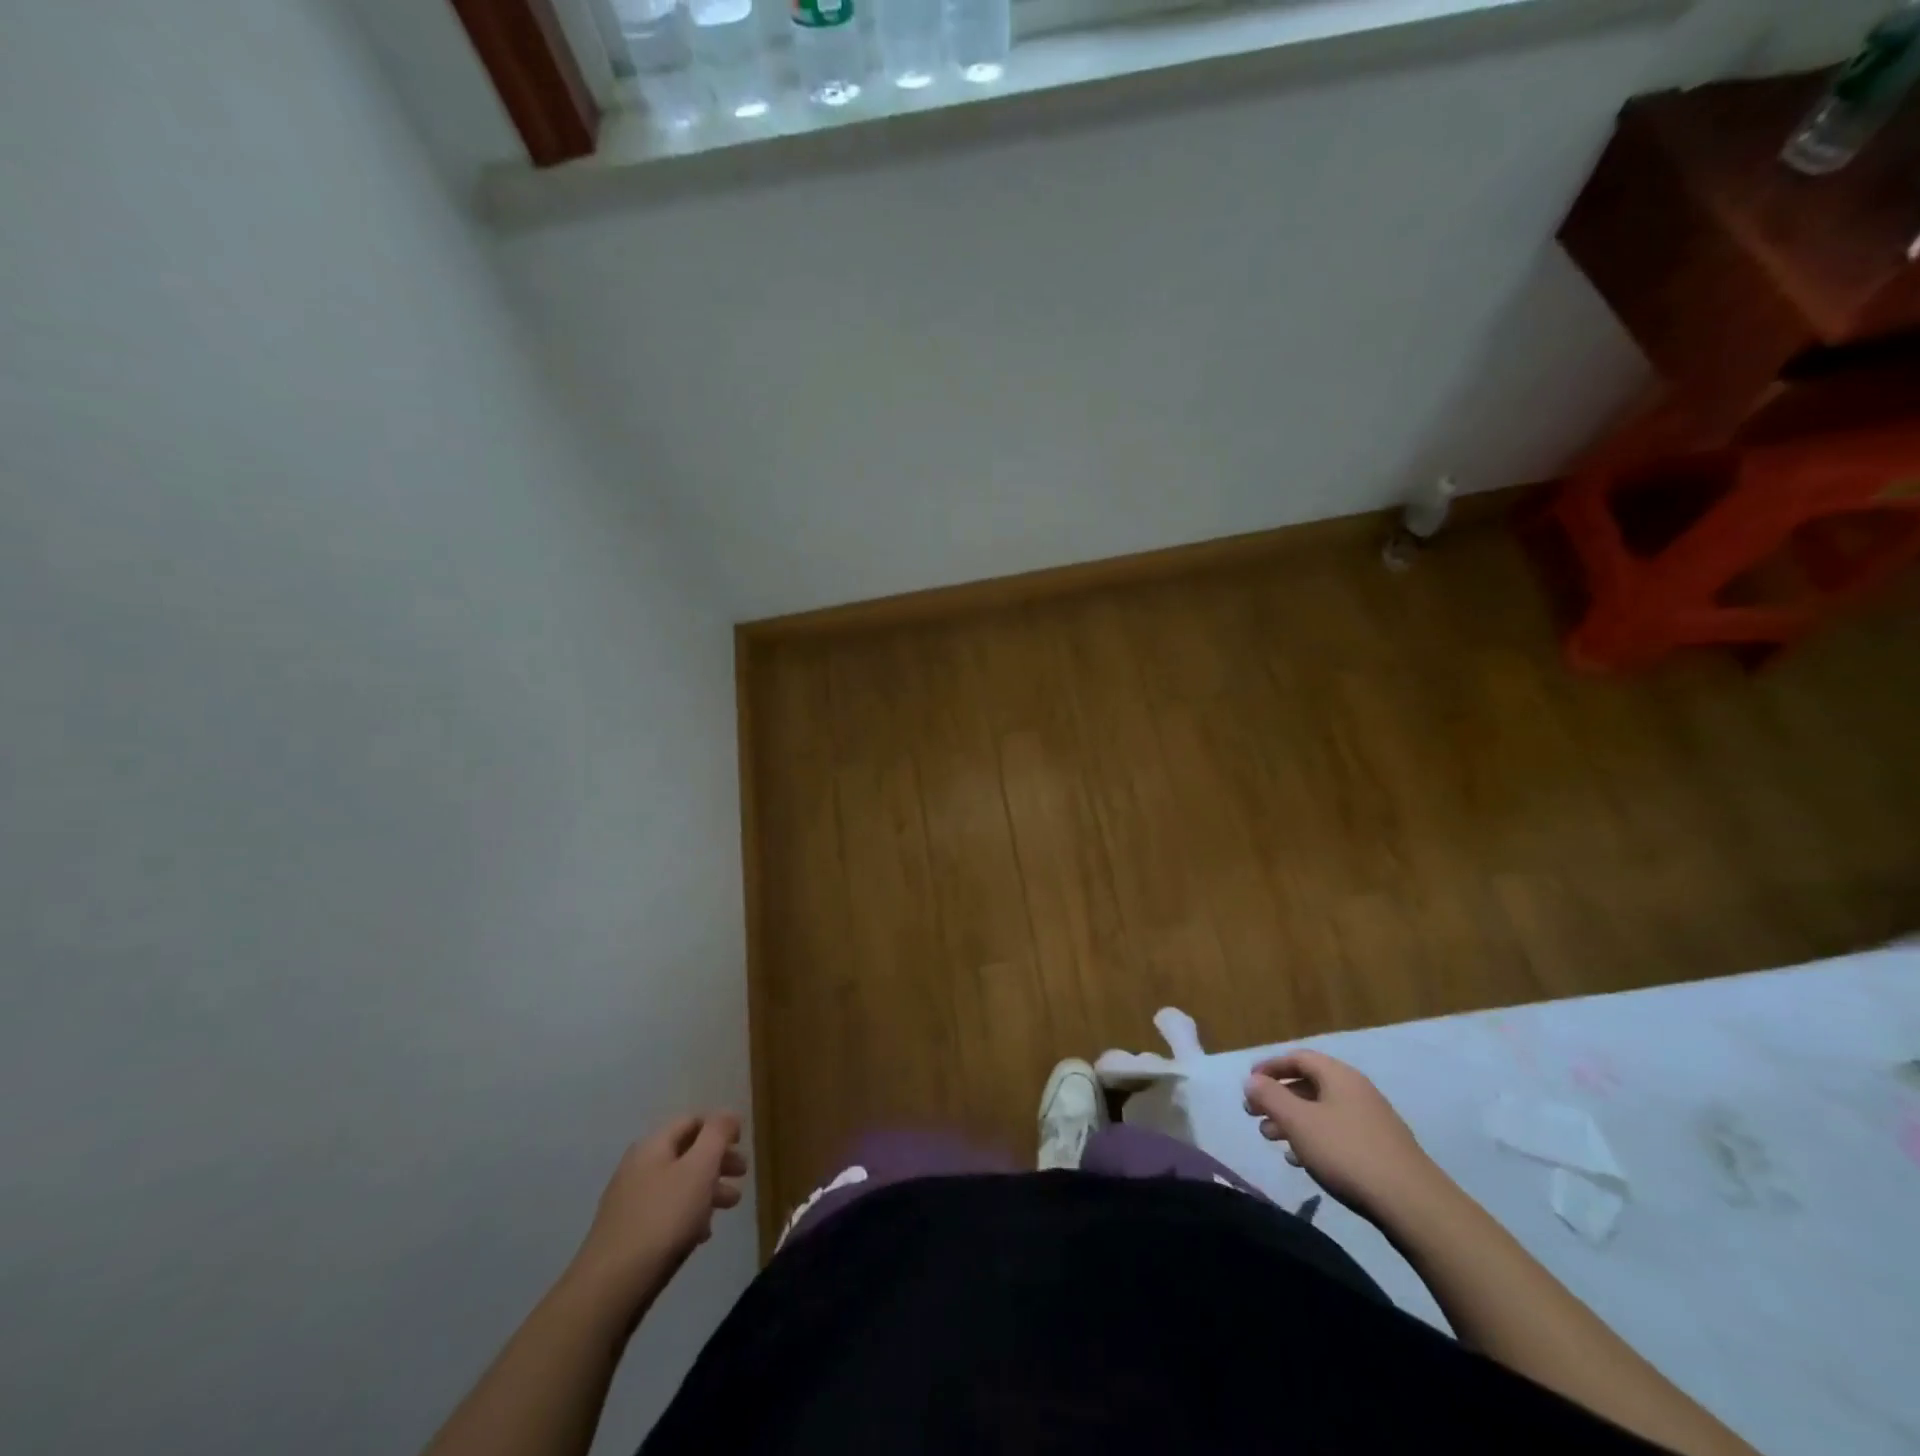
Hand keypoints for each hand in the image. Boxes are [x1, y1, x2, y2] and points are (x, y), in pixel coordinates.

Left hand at [573, 1113, 747, 1307]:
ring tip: (730, 1206)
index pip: (692, 1121)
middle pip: (686, 1152)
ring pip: (678, 1184)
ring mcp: (630, 1201)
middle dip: (718, 1161)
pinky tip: (702, 1234)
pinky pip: (666, 1212)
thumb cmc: (663, 1219)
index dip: (720, 1127)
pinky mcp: (628, 1233)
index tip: (742, 1143)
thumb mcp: (699, 1168)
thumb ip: (717, 1135)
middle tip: (743, 1175)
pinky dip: (689, 1214)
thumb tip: (728, 1115)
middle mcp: (638, 1167)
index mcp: (653, 1145)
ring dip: (707, 1189)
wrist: (611, 1287)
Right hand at [1243, 1050, 1444, 1225]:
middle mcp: (1357, 1091)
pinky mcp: (1380, 1150)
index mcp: (1339, 1076)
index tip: (1249, 1083)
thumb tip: (1251, 1081)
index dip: (1270, 1067)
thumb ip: (1270, 1097)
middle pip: (1309, 1085)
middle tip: (1254, 1115)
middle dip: (1278, 1098)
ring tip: (1271, 1139)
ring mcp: (1371, 1121)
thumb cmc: (1347, 1153)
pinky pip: (1337, 1133)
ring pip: (1322, 1111)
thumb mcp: (1299, 1122)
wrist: (1413, 1205)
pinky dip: (1314, 1139)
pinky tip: (1301, 1160)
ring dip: (1293, 1121)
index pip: (1298, 1058)